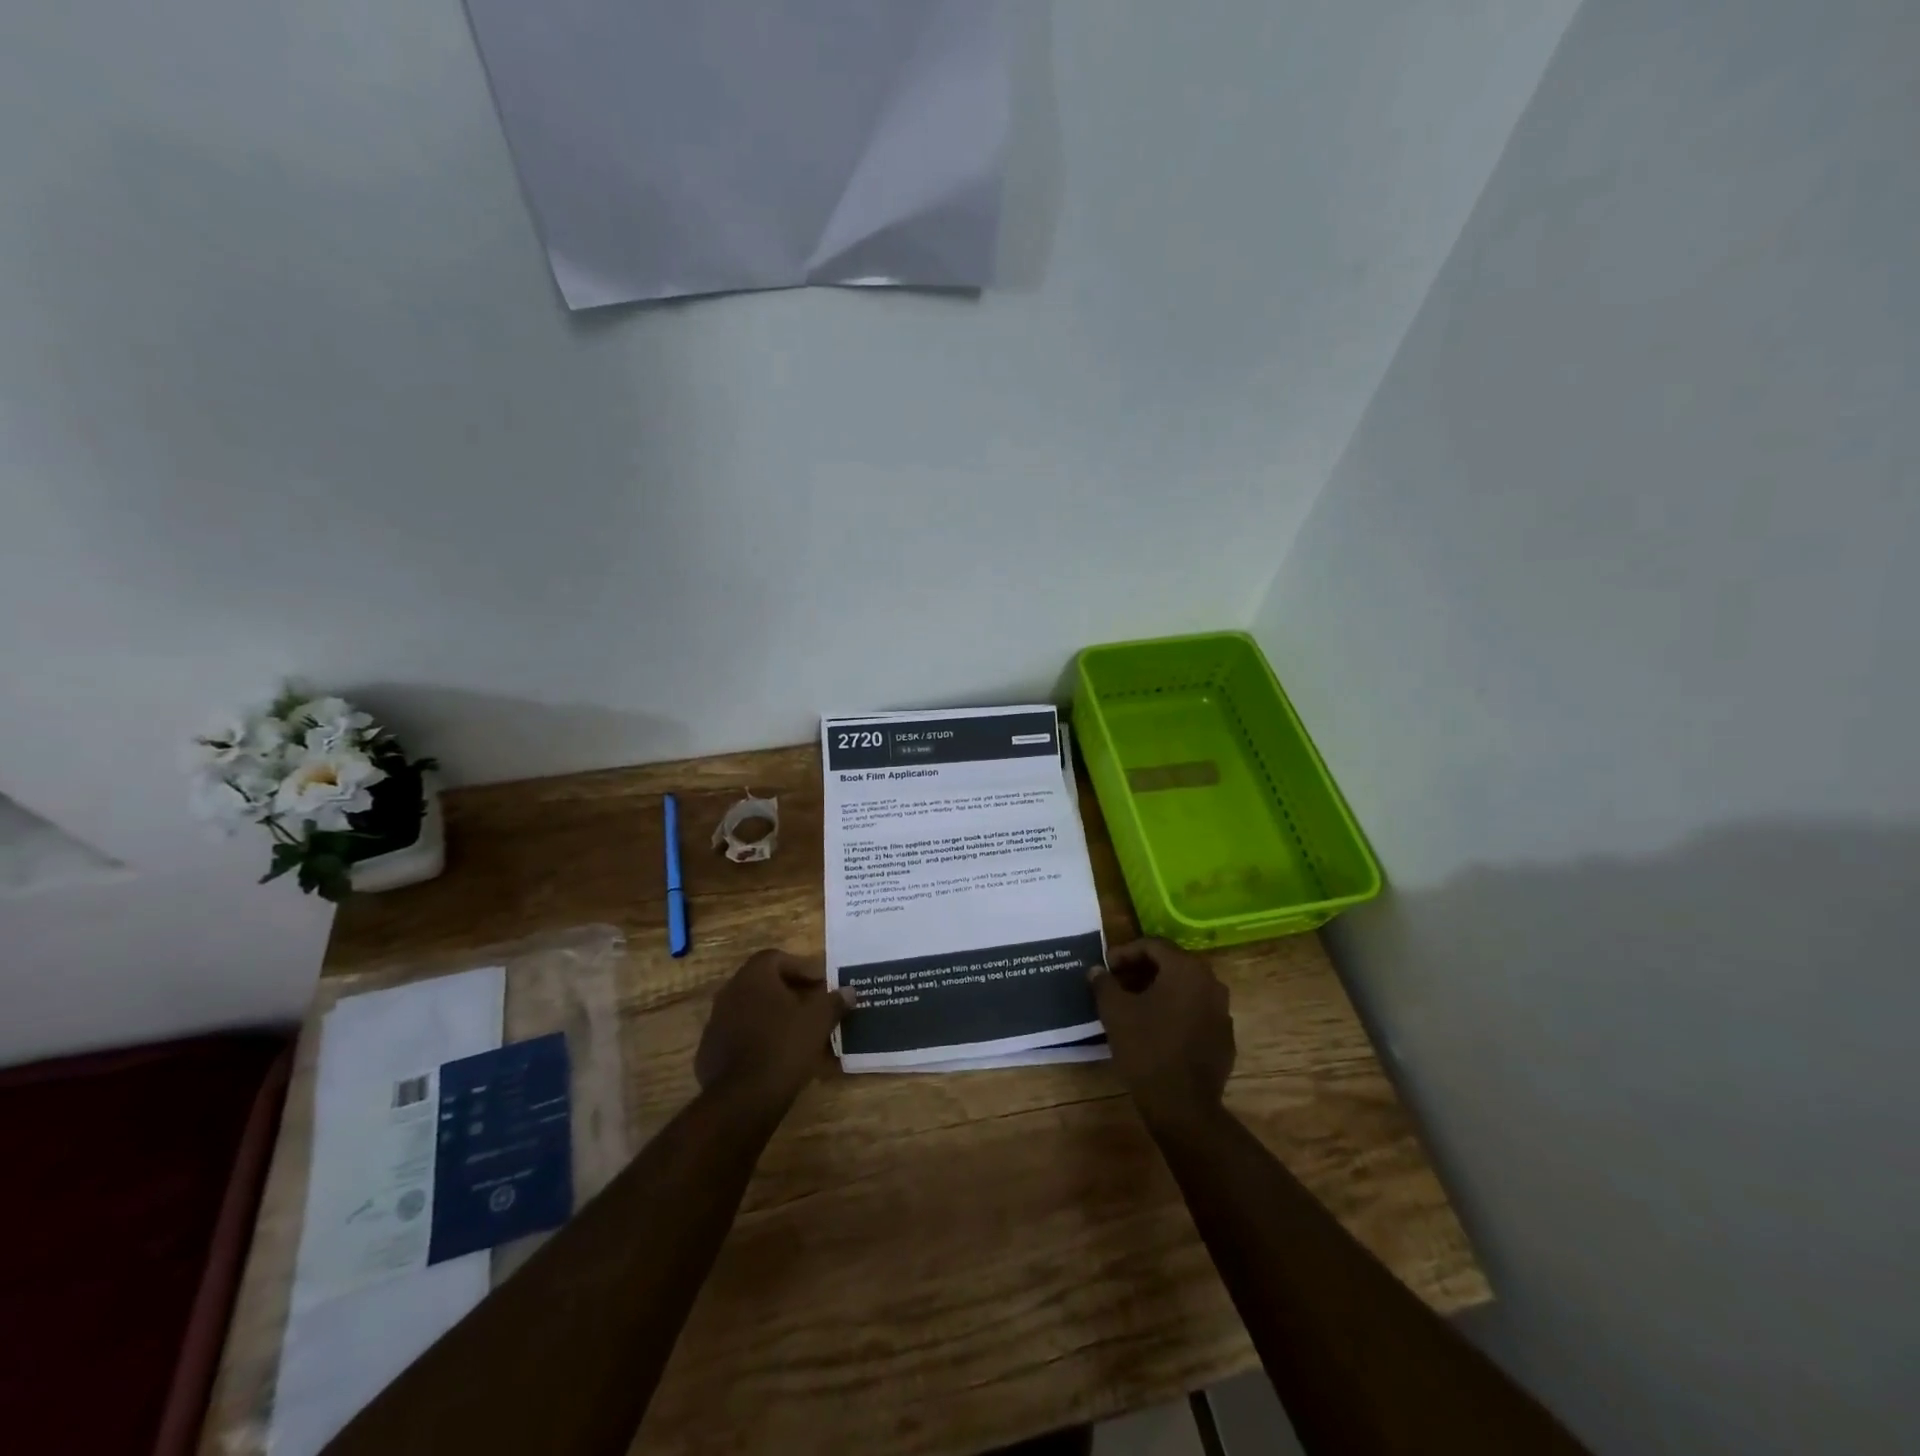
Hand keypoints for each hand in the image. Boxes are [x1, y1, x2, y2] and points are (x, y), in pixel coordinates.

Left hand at [695, 950, 851, 1112]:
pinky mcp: (710, 1051)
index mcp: (753, 976)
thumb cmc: (784, 1046)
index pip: (778, 958)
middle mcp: (730, 992)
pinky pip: (740, 1036)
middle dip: (790, 992)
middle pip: (764, 983)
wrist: (741, 1099)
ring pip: (751, 1010)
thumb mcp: (818, 1020)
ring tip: (798, 1033)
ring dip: (774, 1016)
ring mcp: (716, 1022)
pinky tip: (776, 1056)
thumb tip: (848, 991)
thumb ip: (834, 1001)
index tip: (821, 986)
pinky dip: (758, 1039)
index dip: (802, 968)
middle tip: (813, 1007)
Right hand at [1091, 939, 1234, 1129]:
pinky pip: (1197, 1012)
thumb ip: (1104, 983)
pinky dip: (1176, 1011)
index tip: (1106, 967)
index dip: (1125, 952)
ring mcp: (1222, 1011)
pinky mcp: (1224, 1037)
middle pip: (1172, 964)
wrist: (1182, 1105)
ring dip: (1160, 990)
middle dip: (1143, 969)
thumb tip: (1097, 970)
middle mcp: (1211, 983)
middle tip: (1118, 982)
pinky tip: (1157, 1028)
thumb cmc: (1146, 1048)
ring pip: (1186, 988)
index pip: (1153, 945)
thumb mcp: (1115, 1012)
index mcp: (1186, 969)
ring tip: (1134, 1004)